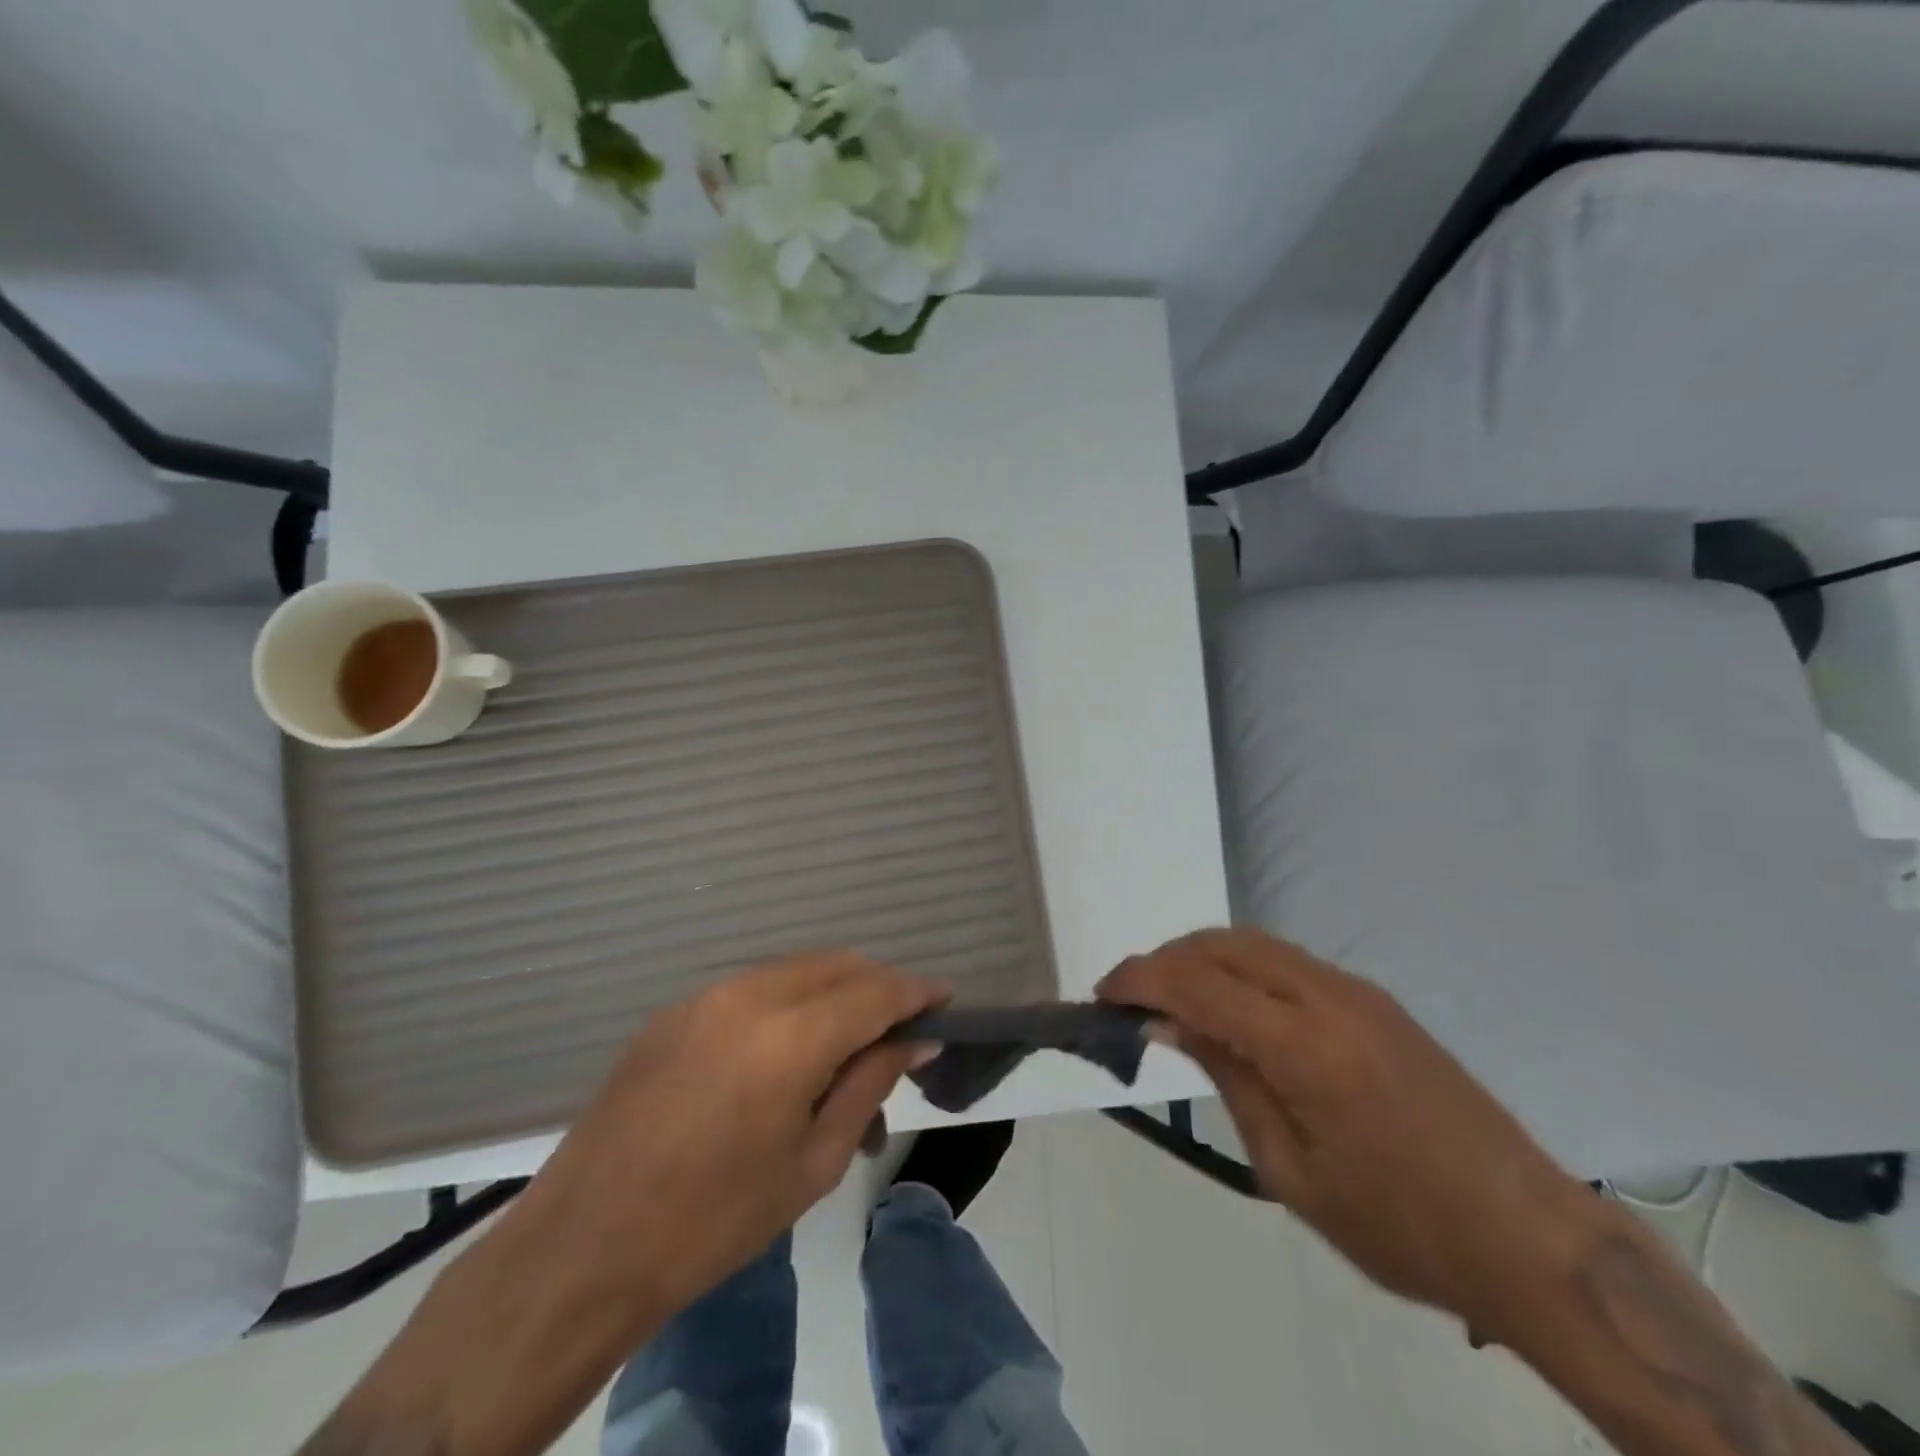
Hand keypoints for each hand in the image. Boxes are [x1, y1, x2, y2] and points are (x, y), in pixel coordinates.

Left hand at [512, 950, 948, 1320]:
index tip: (946, 999)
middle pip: (838, 964)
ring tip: (848, 1046)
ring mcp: (706, 995)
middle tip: (901, 1029)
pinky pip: (754, 986)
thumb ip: (869, 1085)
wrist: (584, 1247)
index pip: (875, 991)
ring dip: (835, 992)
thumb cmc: (714, 1222)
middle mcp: (750, 995)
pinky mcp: (676, 1009)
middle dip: (879, 986)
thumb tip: (915, 1041)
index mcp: (789, 1037)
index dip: (917, 991)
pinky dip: (790, 1001)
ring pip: (796, 969)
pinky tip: (789, 1050)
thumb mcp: (812, 1163)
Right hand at [1099, 929, 1597, 1342]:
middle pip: (1223, 945)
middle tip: (1131, 998)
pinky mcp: (1374, 1000)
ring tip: (1171, 999)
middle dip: (1166, 960)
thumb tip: (1170, 1022)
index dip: (1141, 979)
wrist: (1530, 1238)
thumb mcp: (1291, 1170)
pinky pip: (1286, 961)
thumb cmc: (1401, 1226)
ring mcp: (1357, 991)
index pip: (1199, 983)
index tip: (1102, 993)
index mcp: (1306, 1046)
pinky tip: (1230, 1008)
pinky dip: (1240, 969)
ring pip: (1254, 943)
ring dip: (1201, 958)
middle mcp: (1329, 996)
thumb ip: (1227, 1078)